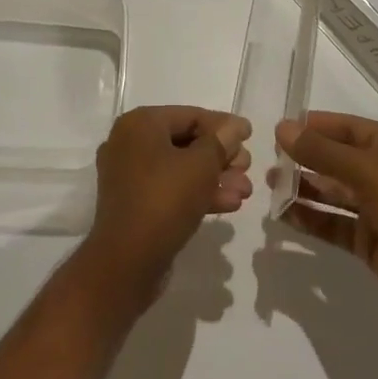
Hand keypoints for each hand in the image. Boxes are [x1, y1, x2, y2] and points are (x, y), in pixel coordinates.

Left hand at [81, 106, 252, 300]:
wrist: (127, 263)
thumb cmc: (164, 201)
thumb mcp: (201, 166)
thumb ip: (221, 141)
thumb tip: (235, 126)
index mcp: (140, 124)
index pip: (190, 115)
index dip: (223, 125)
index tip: (250, 136)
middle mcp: (130, 143)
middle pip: (186, 141)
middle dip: (221, 156)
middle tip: (247, 168)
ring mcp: (129, 175)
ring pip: (180, 168)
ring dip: (214, 177)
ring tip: (245, 191)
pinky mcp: (135, 203)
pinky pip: (170, 189)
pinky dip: (197, 193)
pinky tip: (229, 204)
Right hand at [274, 112, 377, 337]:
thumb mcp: (369, 173)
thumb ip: (323, 152)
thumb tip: (282, 128)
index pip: (346, 128)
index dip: (314, 127)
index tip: (278, 129)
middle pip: (337, 160)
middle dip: (304, 158)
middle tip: (267, 160)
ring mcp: (377, 209)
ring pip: (332, 192)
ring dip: (303, 188)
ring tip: (269, 185)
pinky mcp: (370, 242)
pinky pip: (333, 224)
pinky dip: (310, 219)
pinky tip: (283, 216)